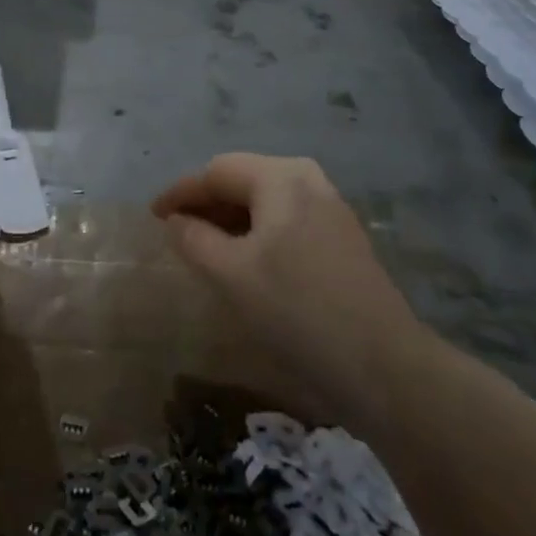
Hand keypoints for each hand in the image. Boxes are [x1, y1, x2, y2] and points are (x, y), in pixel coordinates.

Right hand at [152, 154, 425, 411]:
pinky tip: (247, 261)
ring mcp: (331, 207)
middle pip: (243, 179)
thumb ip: (194, 239)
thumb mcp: (231, 274)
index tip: (152, 216)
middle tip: (177, 231)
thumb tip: (176, 221)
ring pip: (266, 201)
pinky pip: (286, 219)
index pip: (217, 171)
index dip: (181, 192)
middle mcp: (308, 179)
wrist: (382, 364)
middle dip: (207, 203)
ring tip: (206, 247)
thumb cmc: (296, 309)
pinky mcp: (342, 237)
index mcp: (281, 177)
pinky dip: (258, 232)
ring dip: (232, 219)